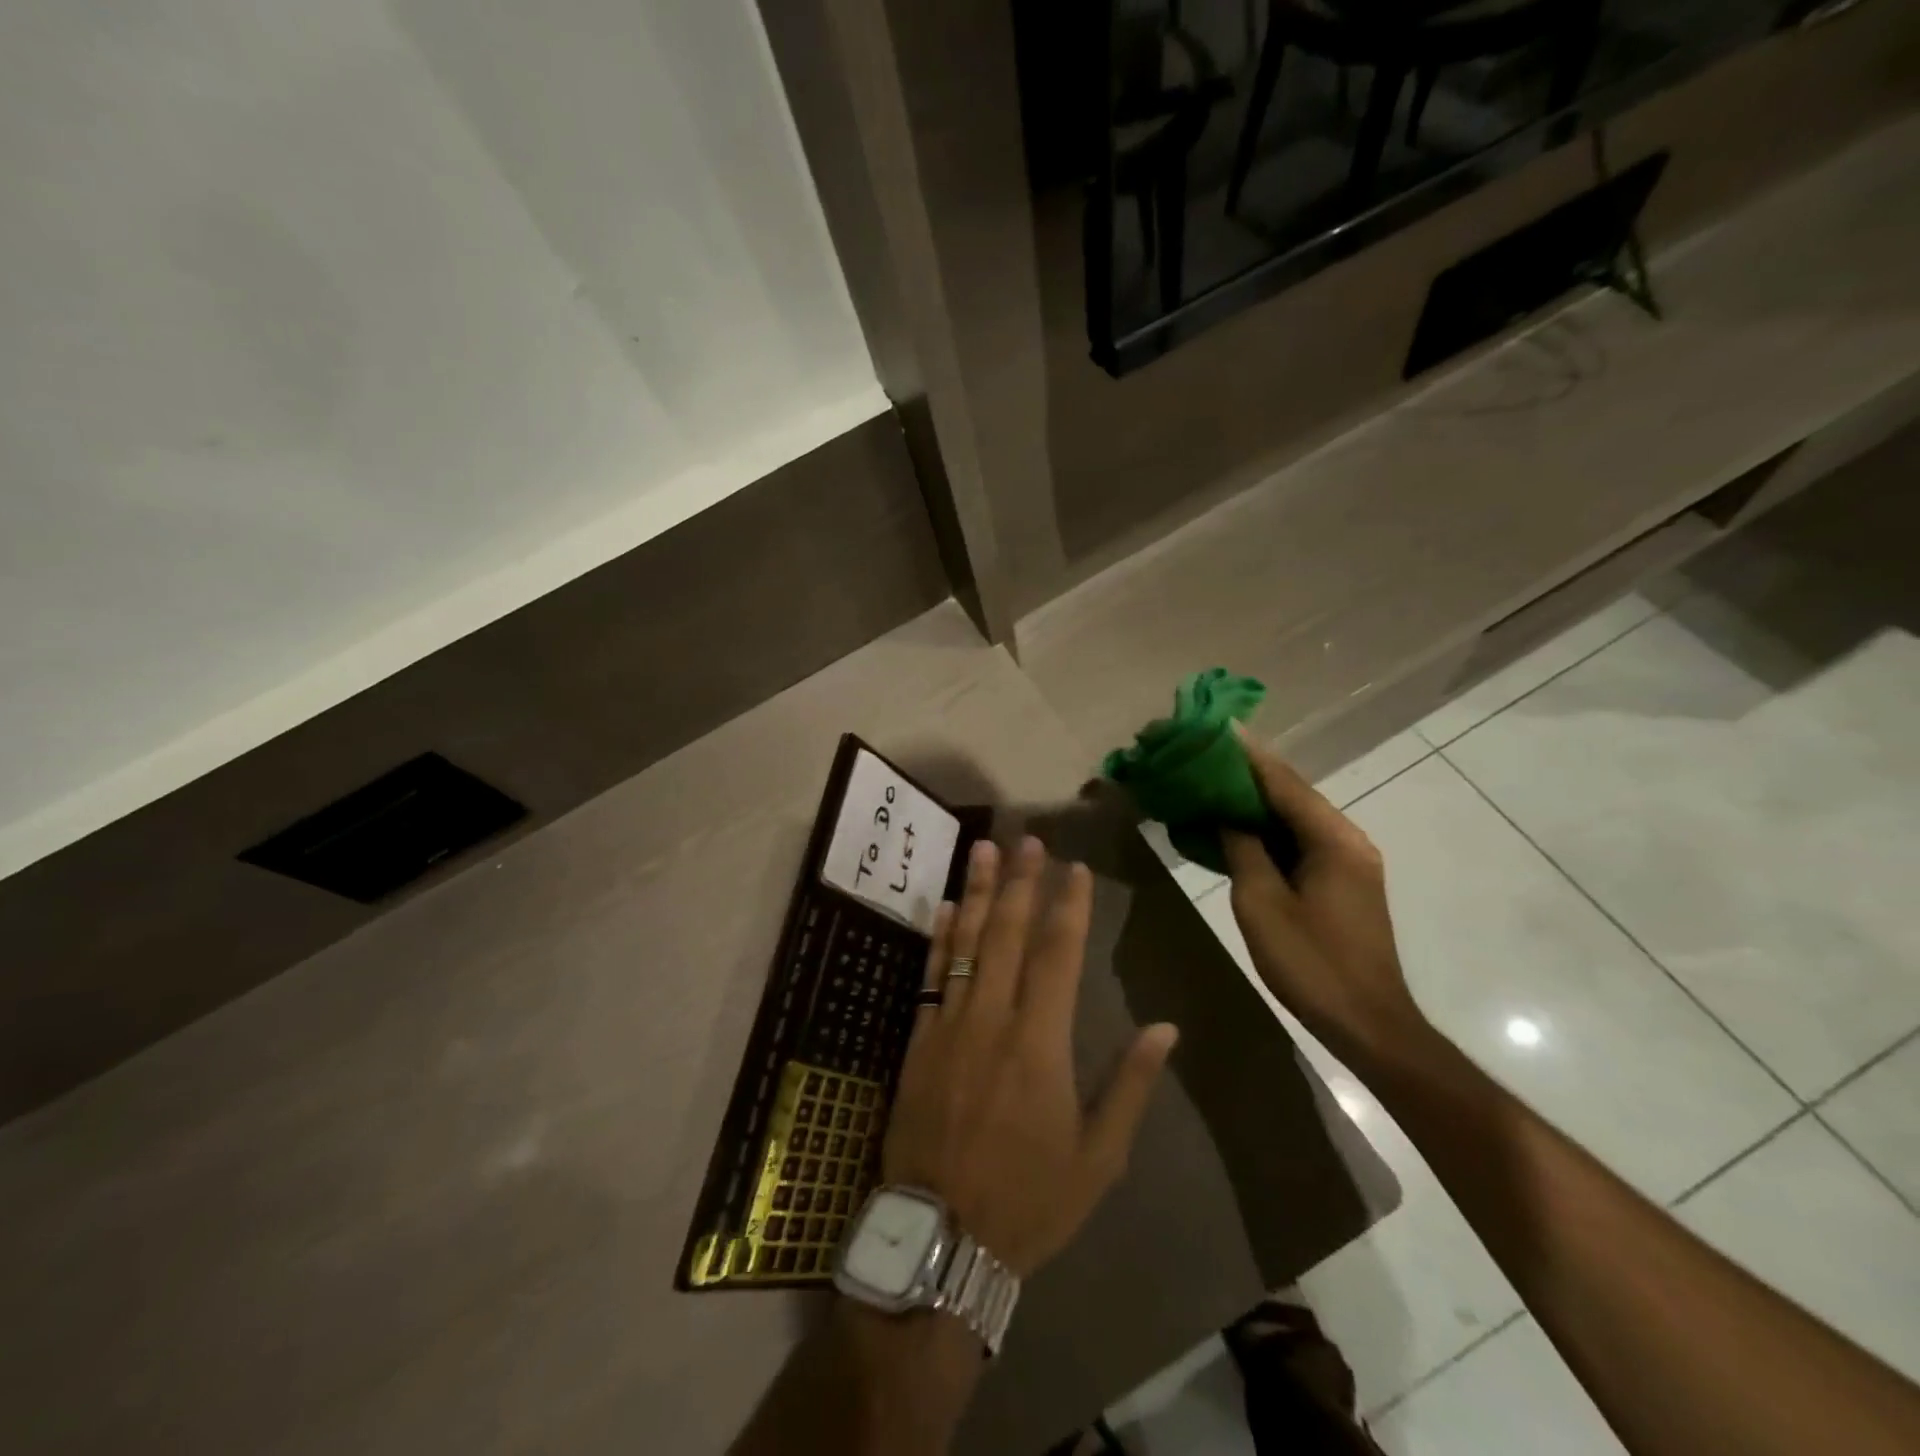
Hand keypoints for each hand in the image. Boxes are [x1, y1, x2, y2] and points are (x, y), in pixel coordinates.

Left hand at [882, 837, 1179, 1276]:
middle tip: (1029, 838)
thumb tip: (1166, 1028)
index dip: (1069, 907)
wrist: (942, 1236)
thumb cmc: (1029, 1199)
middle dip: (1023, 882)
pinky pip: (931, 976)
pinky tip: (946, 907)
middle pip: (1009, 935)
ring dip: (979, 892)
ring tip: (985, 849)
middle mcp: (993, 1019)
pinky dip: (939, 938)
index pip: (1059, 955)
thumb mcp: (1097, 1157)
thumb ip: (1129, 1085)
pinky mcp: (918, 1040)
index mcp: (1041, 1043)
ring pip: (966, 944)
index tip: (1076, 869)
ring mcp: (950, 1025)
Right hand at [1220, 733, 1427, 1069]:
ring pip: (1293, 817)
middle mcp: (1347, 840)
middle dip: (1247, 773)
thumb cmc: (1311, 963)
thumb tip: (1225, 814)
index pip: (1283, 782)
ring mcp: (1348, 861)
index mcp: (1333, 839)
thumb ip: (1242, 849)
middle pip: (1291, 794)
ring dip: (1254, 801)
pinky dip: (1265, 830)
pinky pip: (1298, 841)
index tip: (1214, 727)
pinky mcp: (1341, 882)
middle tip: (1203, 755)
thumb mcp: (1261, 902)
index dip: (1246, 755)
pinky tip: (1234, 826)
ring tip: (1210, 783)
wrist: (1367, 1024)